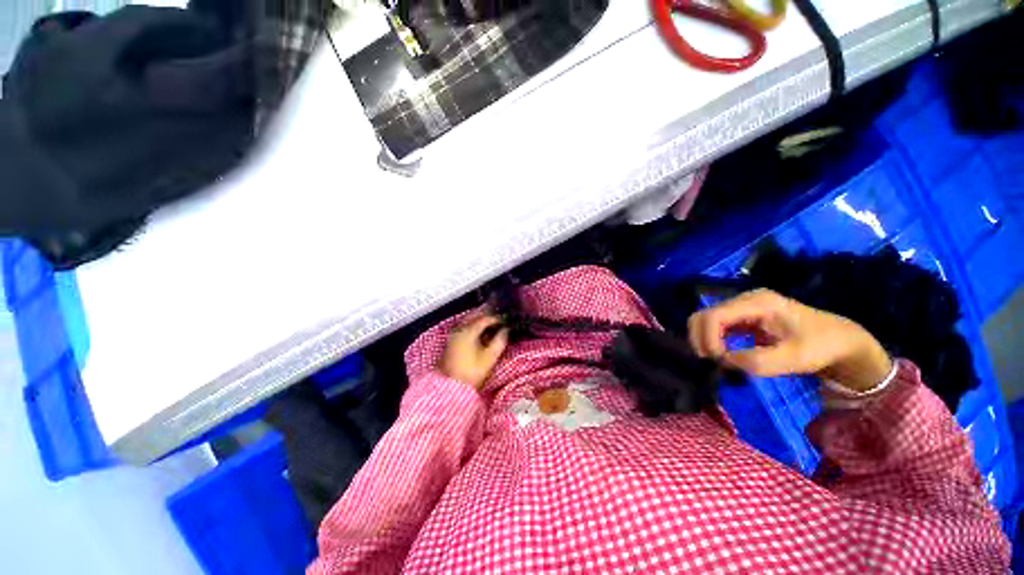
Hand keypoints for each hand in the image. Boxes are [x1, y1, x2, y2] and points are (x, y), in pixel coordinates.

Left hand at [439, 314, 508, 389]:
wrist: (450, 387)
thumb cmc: (472, 372)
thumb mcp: (490, 357)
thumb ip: (499, 341)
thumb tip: (506, 330)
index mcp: (468, 331)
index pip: (484, 319)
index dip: (496, 319)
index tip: (505, 321)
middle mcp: (459, 330)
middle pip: (473, 316)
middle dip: (485, 315)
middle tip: (497, 318)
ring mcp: (452, 336)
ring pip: (466, 321)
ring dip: (477, 320)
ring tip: (489, 324)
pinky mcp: (450, 343)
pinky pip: (462, 327)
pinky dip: (471, 326)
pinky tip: (478, 332)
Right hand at [687, 289, 892, 392]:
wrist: (840, 340)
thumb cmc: (821, 347)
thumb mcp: (794, 358)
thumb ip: (756, 361)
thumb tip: (723, 361)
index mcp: (757, 302)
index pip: (714, 316)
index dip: (707, 339)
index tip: (718, 362)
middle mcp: (743, 299)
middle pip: (702, 315)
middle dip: (700, 340)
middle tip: (712, 362)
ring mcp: (741, 306)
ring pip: (704, 320)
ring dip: (703, 341)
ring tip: (716, 360)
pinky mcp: (741, 316)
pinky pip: (714, 325)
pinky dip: (711, 340)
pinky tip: (721, 354)